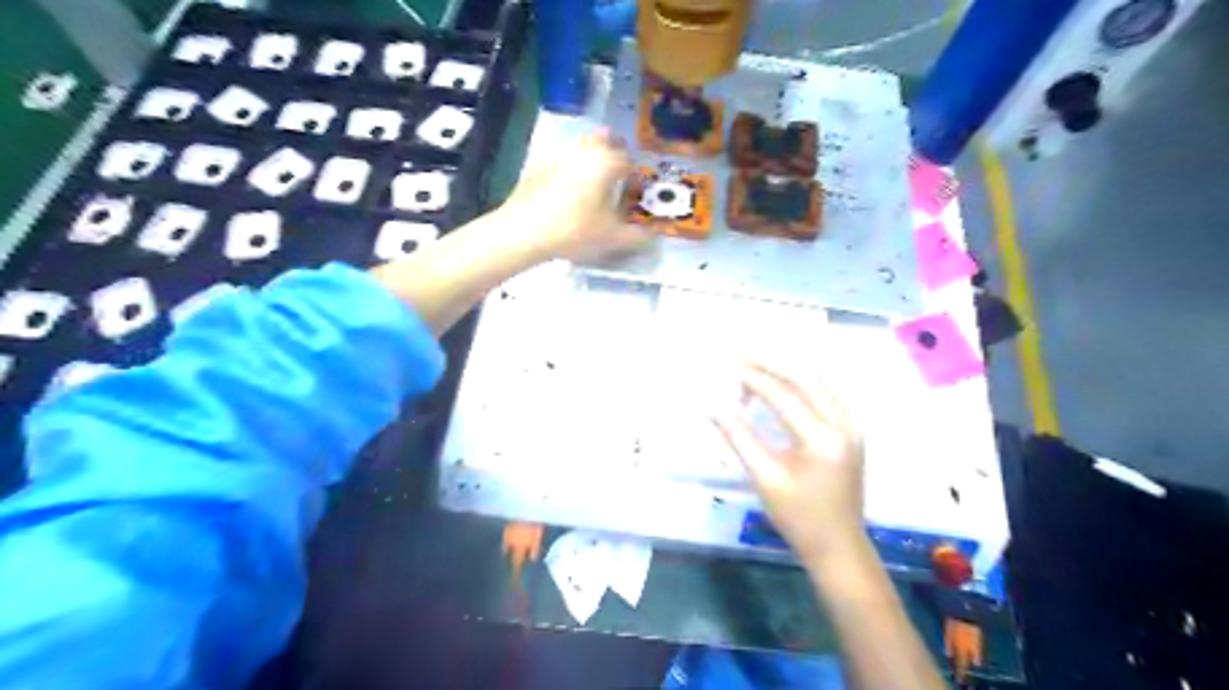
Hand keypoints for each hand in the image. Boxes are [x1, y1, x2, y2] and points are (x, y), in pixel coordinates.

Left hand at [498, 130, 652, 260]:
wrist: (524, 230)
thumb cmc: (575, 230)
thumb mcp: (612, 238)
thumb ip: (638, 235)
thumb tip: (652, 235)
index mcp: (607, 162)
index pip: (630, 162)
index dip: (636, 177)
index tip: (635, 193)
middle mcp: (585, 150)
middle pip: (606, 139)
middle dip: (616, 152)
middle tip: (617, 174)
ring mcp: (560, 153)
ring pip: (582, 145)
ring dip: (593, 155)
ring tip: (593, 181)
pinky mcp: (539, 163)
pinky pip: (563, 157)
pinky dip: (571, 166)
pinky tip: (567, 188)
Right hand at [713, 365, 862, 563]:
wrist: (839, 545)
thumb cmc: (798, 518)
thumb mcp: (764, 478)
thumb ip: (738, 438)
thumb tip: (712, 407)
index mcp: (821, 438)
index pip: (781, 394)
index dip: (750, 377)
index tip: (725, 365)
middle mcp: (842, 422)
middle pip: (803, 376)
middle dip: (768, 362)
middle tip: (737, 356)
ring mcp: (851, 424)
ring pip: (817, 379)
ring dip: (784, 369)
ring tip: (752, 367)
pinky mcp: (851, 428)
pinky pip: (825, 391)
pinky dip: (799, 381)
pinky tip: (779, 382)